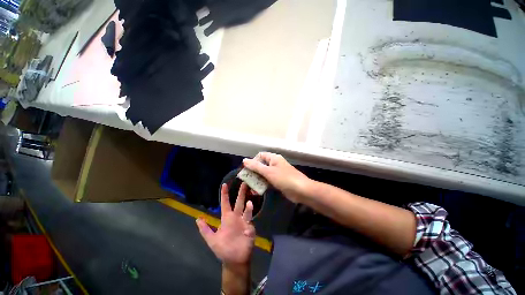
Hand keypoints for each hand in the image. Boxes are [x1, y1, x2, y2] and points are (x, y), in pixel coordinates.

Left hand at [196, 183, 255, 267]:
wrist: (234, 260)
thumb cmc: (223, 249)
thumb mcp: (212, 240)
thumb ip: (205, 230)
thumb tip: (197, 219)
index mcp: (227, 218)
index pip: (225, 203)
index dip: (225, 194)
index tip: (224, 185)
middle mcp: (236, 217)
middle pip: (239, 203)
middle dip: (241, 193)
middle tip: (245, 183)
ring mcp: (244, 223)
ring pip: (247, 212)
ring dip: (248, 208)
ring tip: (249, 203)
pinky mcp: (250, 230)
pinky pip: (250, 227)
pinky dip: (249, 227)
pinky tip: (247, 230)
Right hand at [242, 152, 311, 202]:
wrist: (301, 190)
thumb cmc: (284, 178)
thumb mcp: (269, 172)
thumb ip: (256, 166)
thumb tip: (244, 160)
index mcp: (273, 158)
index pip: (260, 156)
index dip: (252, 161)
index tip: (246, 169)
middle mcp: (275, 164)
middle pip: (261, 165)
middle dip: (253, 172)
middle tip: (246, 180)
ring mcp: (276, 173)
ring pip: (264, 174)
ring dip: (257, 179)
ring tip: (249, 187)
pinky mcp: (278, 181)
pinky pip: (268, 181)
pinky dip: (262, 184)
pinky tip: (257, 191)